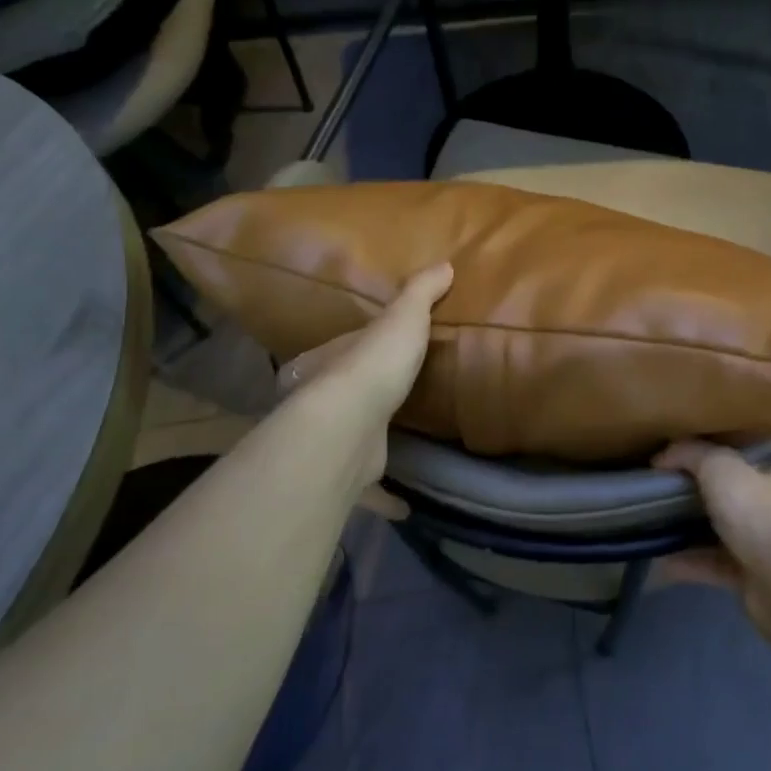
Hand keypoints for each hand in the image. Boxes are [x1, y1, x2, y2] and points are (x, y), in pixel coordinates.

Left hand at [273, 263, 451, 497]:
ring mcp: (334, 439)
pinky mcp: (348, 475)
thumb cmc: (374, 365)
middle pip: (341, 396)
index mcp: (334, 360)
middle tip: (387, 399)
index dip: (358, 347)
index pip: (343, 348)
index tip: (376, 352)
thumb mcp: (403, 319)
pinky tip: (405, 506)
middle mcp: (326, 399)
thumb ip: (420, 294)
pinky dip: (384, 498)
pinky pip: (368, 488)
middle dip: (359, 397)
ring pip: (351, 441)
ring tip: (396, 447)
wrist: (348, 426)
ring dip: (367, 445)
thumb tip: (444, 264)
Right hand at [652, 438, 770, 634]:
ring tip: (666, 509)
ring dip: (703, 522)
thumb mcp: (720, 469)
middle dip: (738, 478)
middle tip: (702, 462)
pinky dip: (688, 561)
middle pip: (766, 485)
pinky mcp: (751, 575)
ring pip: (734, 526)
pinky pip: (714, 563)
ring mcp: (770, 543)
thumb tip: (663, 456)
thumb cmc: (762, 513)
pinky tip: (660, 556)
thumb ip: (691, 454)